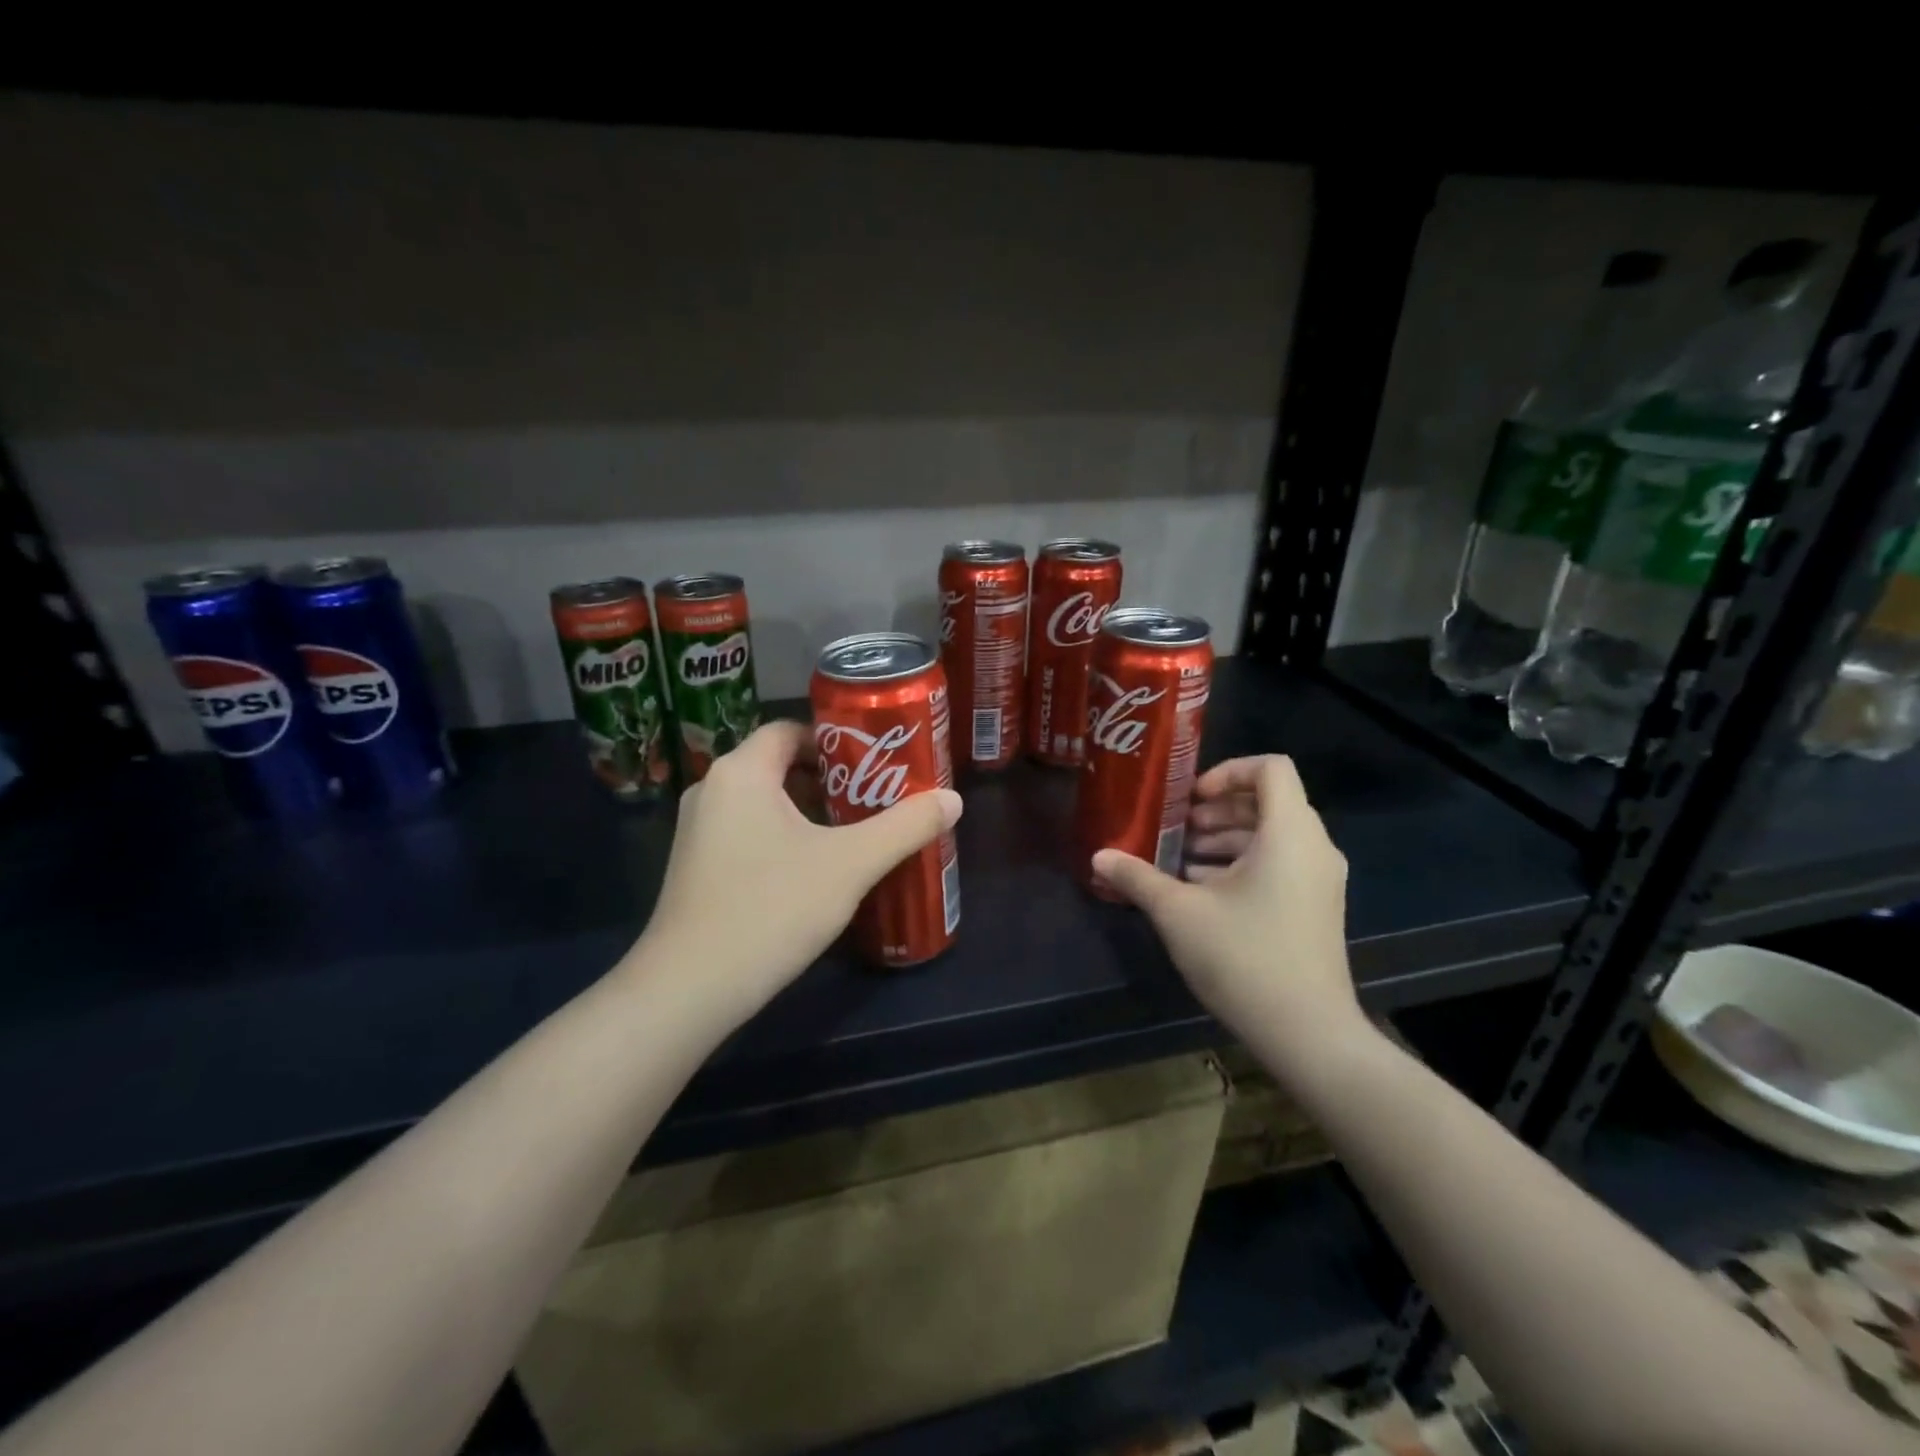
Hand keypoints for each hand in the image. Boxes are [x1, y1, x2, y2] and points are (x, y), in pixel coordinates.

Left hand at [631, 720, 962, 1022]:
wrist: (688, 990)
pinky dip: (783, 838)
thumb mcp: (850, 865)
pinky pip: (748, 832)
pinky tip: (815, 872)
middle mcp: (712, 790)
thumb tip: (953, 799)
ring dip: (809, 813)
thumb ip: (904, 827)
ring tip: (855, 835)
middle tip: (875, 800)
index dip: (837, 741)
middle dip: (831, 781)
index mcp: (741, 772)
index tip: (876, 765)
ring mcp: (697, 831)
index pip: (792, 730)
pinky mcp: (695, 867)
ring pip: (764, 803)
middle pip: (780, 765)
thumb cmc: (770, 909)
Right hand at [1093, 755, 1365, 1066]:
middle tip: (1176, 830)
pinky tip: (1202, 893)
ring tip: (1180, 862)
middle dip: (1217, 810)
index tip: (1190, 800)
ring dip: (1225, 839)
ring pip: (1272, 836)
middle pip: (1268, 802)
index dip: (1227, 771)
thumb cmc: (1244, 958)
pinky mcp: (1317, 908)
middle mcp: (1313, 848)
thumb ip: (1137, 877)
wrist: (1308, 1033)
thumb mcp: (1179, 913)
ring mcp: (1320, 880)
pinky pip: (1281, 864)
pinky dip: (1243, 865)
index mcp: (1289, 834)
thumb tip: (1098, 856)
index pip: (1271, 768)